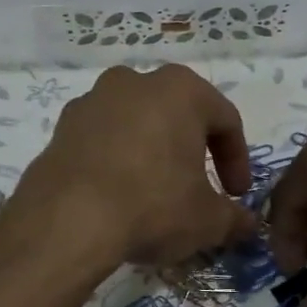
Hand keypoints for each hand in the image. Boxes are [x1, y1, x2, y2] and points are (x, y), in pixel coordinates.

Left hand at [0, 65, 257, 275]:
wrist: (68, 220)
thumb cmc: (154, 206)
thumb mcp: (208, 220)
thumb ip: (233, 218)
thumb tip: (247, 224)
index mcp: (180, 89)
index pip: (224, 120)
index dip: (237, 161)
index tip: (235, 195)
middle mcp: (134, 82)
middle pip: (176, 116)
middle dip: (191, 153)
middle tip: (197, 191)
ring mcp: (91, 102)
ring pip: (135, 127)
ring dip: (150, 155)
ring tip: (153, 196)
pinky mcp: (60, 129)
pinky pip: (101, 144)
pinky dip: (115, 164)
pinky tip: (117, 199)